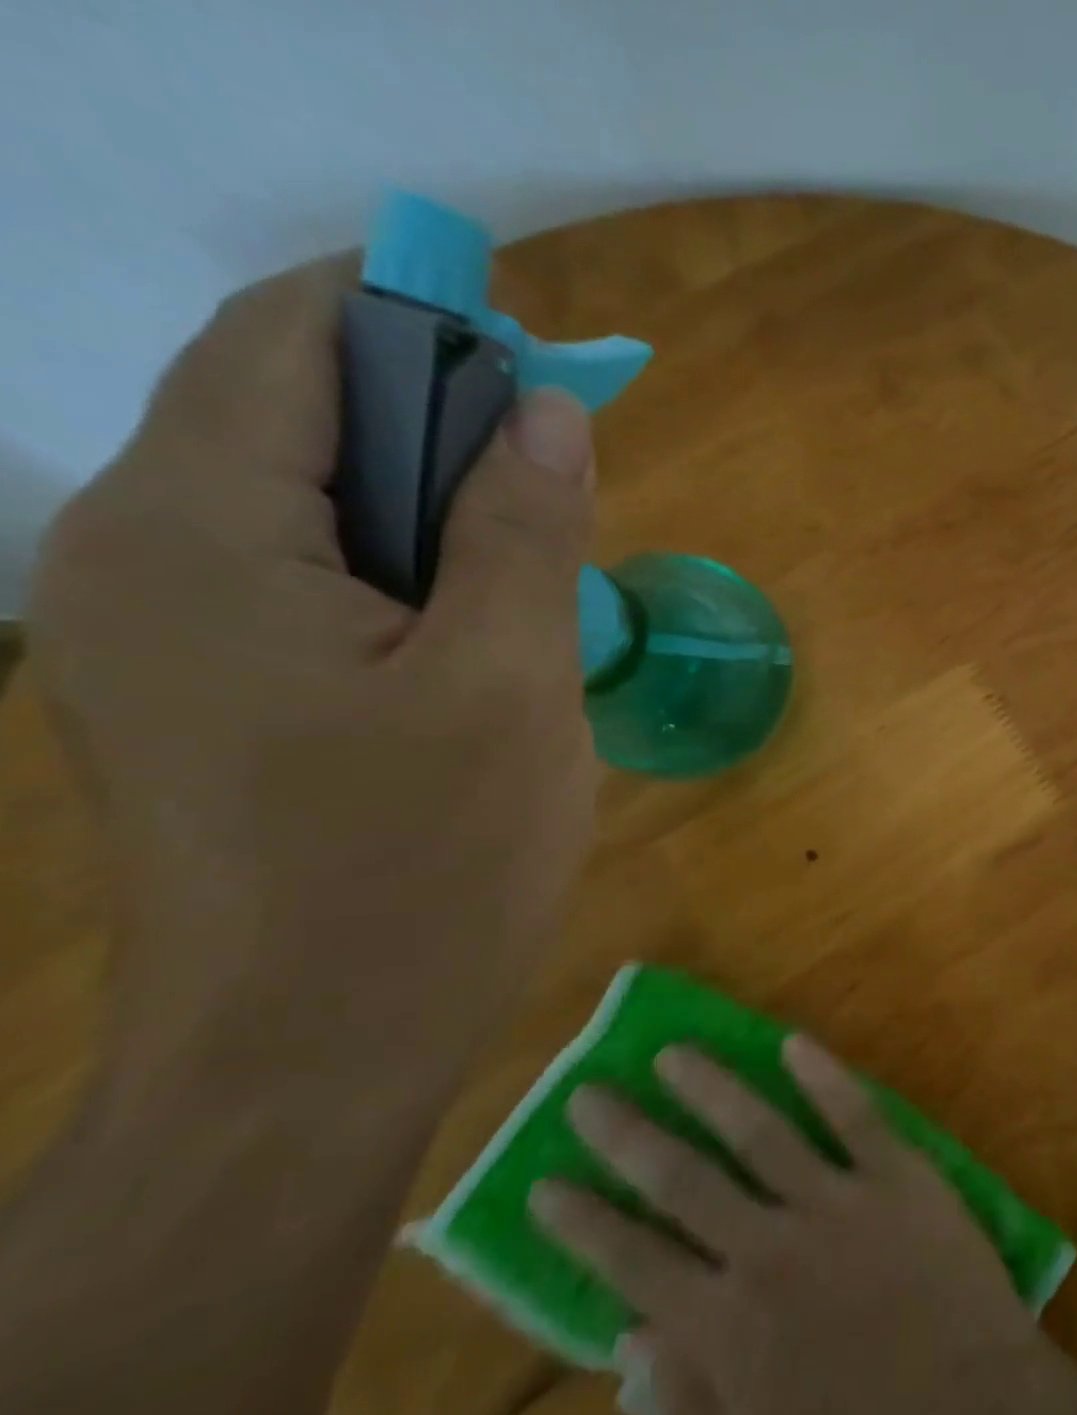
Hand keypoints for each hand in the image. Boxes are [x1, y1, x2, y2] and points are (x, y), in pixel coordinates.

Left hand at [26, 259, 600, 1103]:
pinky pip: (303, 575)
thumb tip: (548, 406)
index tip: (543, 359)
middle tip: (561, 486)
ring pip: (308, 501)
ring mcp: (151, 630)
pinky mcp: (196, 691)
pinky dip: (399, 569)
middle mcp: (135, 553)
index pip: (297, 336)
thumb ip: (527, 530)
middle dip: (440, 420)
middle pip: (293, 410)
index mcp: (199, 530)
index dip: (426, 316)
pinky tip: (472, 636)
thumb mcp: (511, 685)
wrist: (313, 1057)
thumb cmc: (426, 868)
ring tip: (529, 577)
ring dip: (431, 506)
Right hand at [530, 1036, 1063, 1414]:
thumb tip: (630, 1340)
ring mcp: (837, 1202)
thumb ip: (693, 1399)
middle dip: (629, 1136)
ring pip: (759, 1128)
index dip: (585, 1224)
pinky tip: (792, 1041)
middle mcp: (770, 1248)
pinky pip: (854, 1114)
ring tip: (672, 1052)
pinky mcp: (898, 1174)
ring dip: (711, 1087)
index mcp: (729, 1329)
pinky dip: (823, 1075)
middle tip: (589, 1093)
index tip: (545, 1182)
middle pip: (684, 1179)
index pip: (634, 1262)